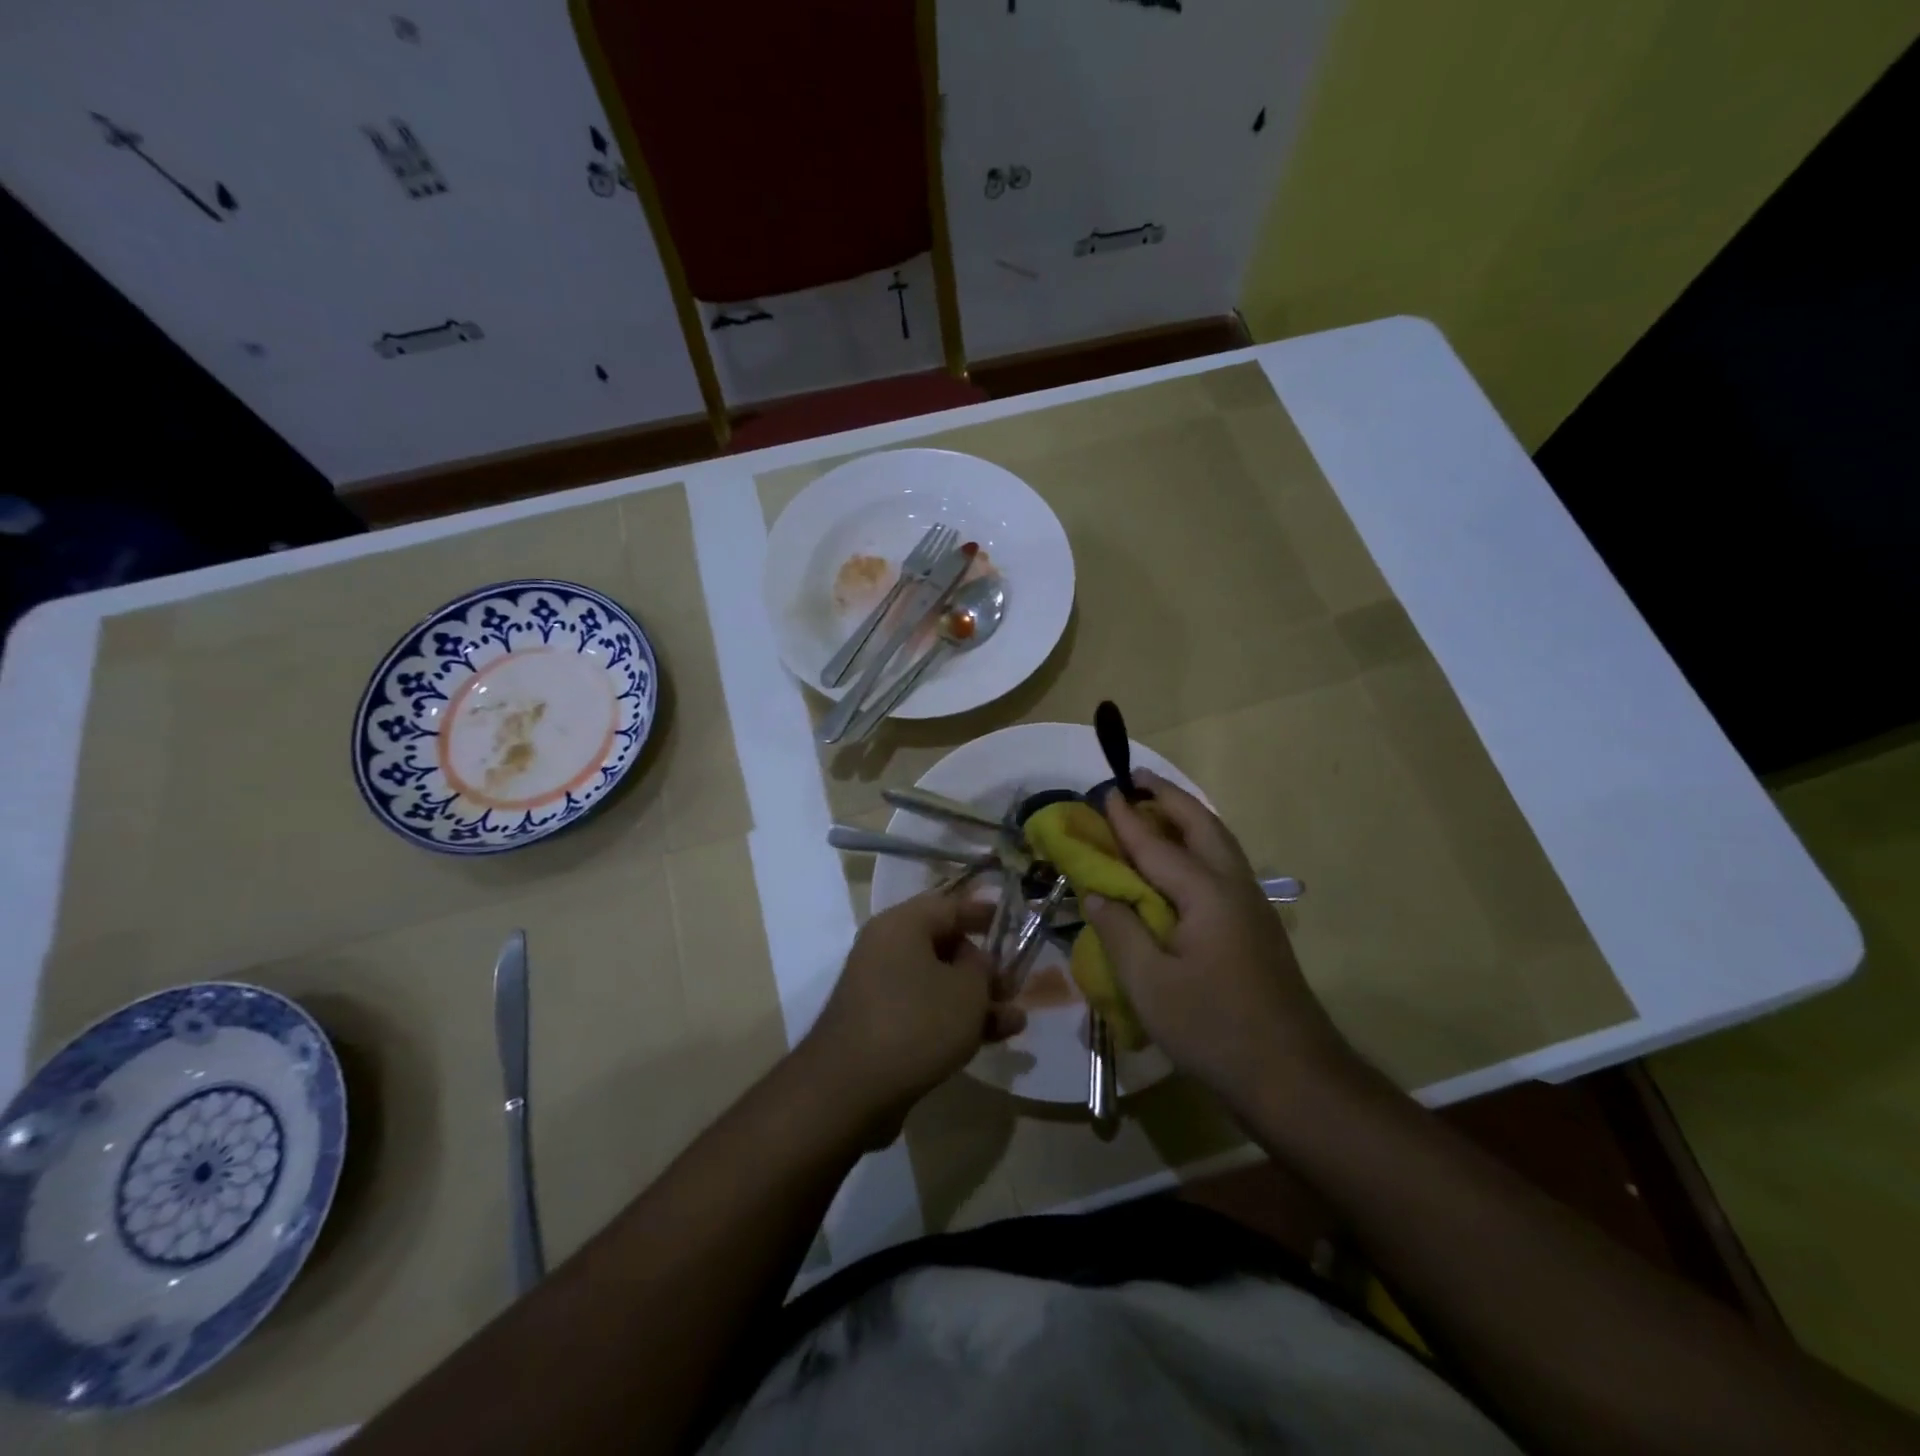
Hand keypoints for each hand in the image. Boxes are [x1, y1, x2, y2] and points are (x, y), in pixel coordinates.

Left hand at [805, 893, 1024, 1138]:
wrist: (850, 1090)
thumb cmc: (916, 1023)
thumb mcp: (967, 990)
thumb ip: (983, 969)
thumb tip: (978, 963)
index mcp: (901, 925)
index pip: (949, 906)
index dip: (984, 913)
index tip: (1012, 921)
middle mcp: (885, 949)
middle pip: (944, 946)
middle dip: (984, 967)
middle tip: (1015, 985)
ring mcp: (879, 989)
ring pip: (938, 983)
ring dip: (976, 1000)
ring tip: (1015, 1021)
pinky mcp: (879, 1026)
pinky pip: (924, 1011)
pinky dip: (954, 1020)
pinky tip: (991, 1039)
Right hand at [1081, 771, 1362, 1110]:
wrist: (1294, 1079)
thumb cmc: (1214, 1029)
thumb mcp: (1150, 984)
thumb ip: (1120, 930)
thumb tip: (1097, 891)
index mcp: (1206, 894)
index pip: (1156, 844)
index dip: (1126, 819)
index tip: (1103, 791)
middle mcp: (1234, 888)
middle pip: (1202, 825)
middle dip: (1168, 797)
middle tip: (1136, 779)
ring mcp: (1252, 907)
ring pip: (1219, 844)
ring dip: (1187, 818)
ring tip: (1155, 809)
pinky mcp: (1256, 929)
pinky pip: (1223, 867)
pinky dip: (1197, 847)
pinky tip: (1179, 866)